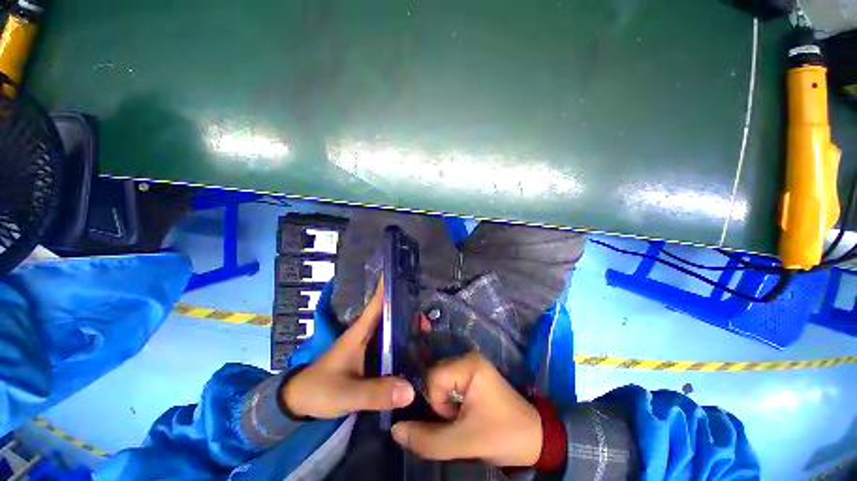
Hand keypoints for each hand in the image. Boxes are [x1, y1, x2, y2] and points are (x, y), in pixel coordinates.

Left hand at [282, 281, 415, 418]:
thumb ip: (376, 393)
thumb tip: (411, 390)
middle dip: (410, 312)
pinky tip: (415, 351)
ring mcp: (370, 344)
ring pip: (393, 329)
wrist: (302, 401)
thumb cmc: (321, 390)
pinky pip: (391, 345)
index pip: (378, 301)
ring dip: (409, 328)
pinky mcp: (371, 356)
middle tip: (429, 319)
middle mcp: (368, 332)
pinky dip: (403, 344)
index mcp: (361, 331)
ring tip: (428, 333)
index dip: (390, 285)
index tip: (406, 273)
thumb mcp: (347, 393)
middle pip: (391, 314)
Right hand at [391, 353, 542, 467]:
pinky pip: (448, 386)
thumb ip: (428, 439)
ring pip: (439, 383)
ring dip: (444, 405)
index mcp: (469, 364)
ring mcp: (470, 366)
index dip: (436, 403)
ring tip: (462, 419)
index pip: (433, 377)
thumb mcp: (464, 442)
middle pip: (434, 378)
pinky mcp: (472, 376)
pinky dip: (449, 403)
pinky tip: (462, 414)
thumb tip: (395, 429)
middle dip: (440, 404)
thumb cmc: (502, 435)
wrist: (534, 439)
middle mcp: (467, 358)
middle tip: (458, 420)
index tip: (453, 419)